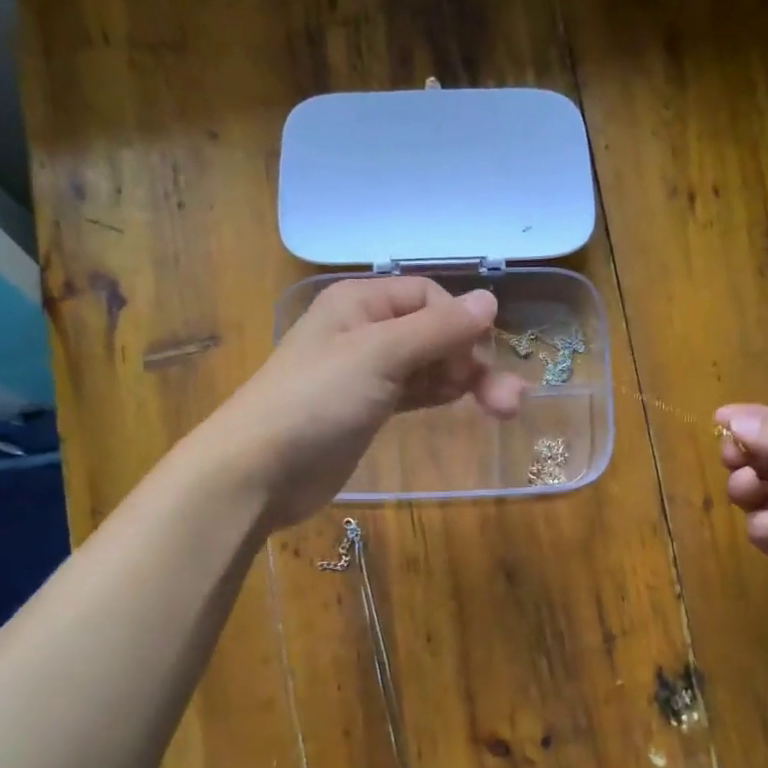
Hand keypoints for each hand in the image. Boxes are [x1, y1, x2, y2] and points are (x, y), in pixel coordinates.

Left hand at [207, 277, 524, 527]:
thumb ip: (438, 329)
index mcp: (361, 302)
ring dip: (466, 382)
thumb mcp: (379, 356)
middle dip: (472, 360)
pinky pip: (416, 391)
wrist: (258, 470)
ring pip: (430, 365)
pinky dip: (441, 395)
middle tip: (509, 403)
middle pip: (435, 333)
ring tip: (506, 410)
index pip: (430, 297)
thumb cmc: (316, 401)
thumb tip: (491, 299)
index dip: (459, 325)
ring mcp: (367, 372)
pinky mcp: (369, 408)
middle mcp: (365, 329)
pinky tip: (465, 406)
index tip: (473, 361)